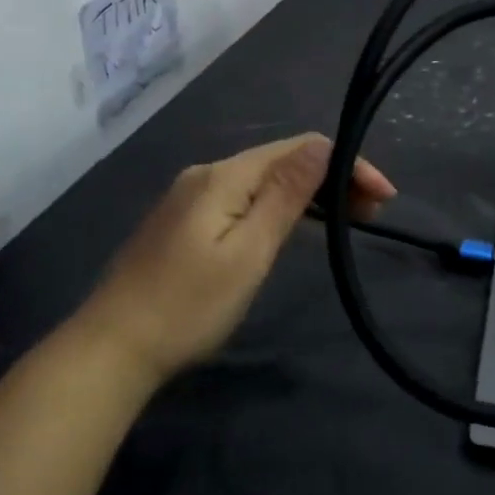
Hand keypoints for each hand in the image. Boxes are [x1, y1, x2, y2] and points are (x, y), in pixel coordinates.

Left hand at [71, 134, 395, 385]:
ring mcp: (191, 197)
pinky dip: (280, 208)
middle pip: (282, 160)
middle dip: (333, 178)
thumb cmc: (187, 306)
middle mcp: (207, 174)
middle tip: (373, 215)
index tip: (383, 198)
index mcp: (224, 175)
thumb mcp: (248, 252)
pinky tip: (295, 227)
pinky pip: (244, 199)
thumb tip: (323, 145)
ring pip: (264, 181)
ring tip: (347, 221)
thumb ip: (286, 195)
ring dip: (310, 194)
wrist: (111, 350)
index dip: (347, 164)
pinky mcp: (184, 222)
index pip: (300, 148)